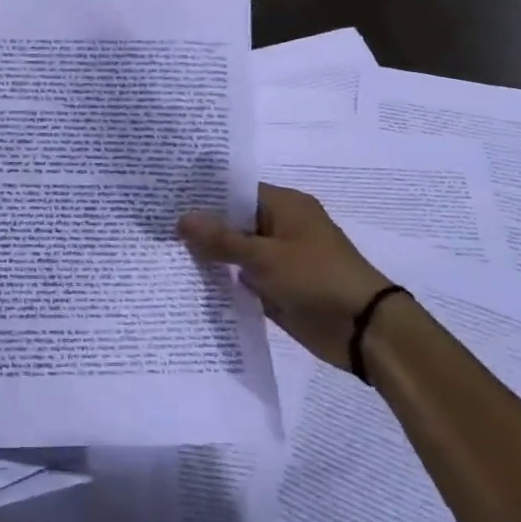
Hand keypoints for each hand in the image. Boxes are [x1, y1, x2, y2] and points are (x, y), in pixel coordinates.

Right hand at [179, 184, 391, 371]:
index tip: (166, 200)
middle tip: (156, 227)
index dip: (202, 196)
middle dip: (200, 227)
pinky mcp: (277, 286)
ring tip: (163, 252)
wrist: (364, 330)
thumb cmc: (316, 278)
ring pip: (235, 251)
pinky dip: (223, 279)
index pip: (235, 191)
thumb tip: (182, 218)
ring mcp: (279, 258)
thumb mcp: (264, 256)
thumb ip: (221, 239)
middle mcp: (281, 226)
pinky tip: (189, 281)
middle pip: (233, 221)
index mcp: (285, 205)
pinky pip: (242, 277)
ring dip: (209, 256)